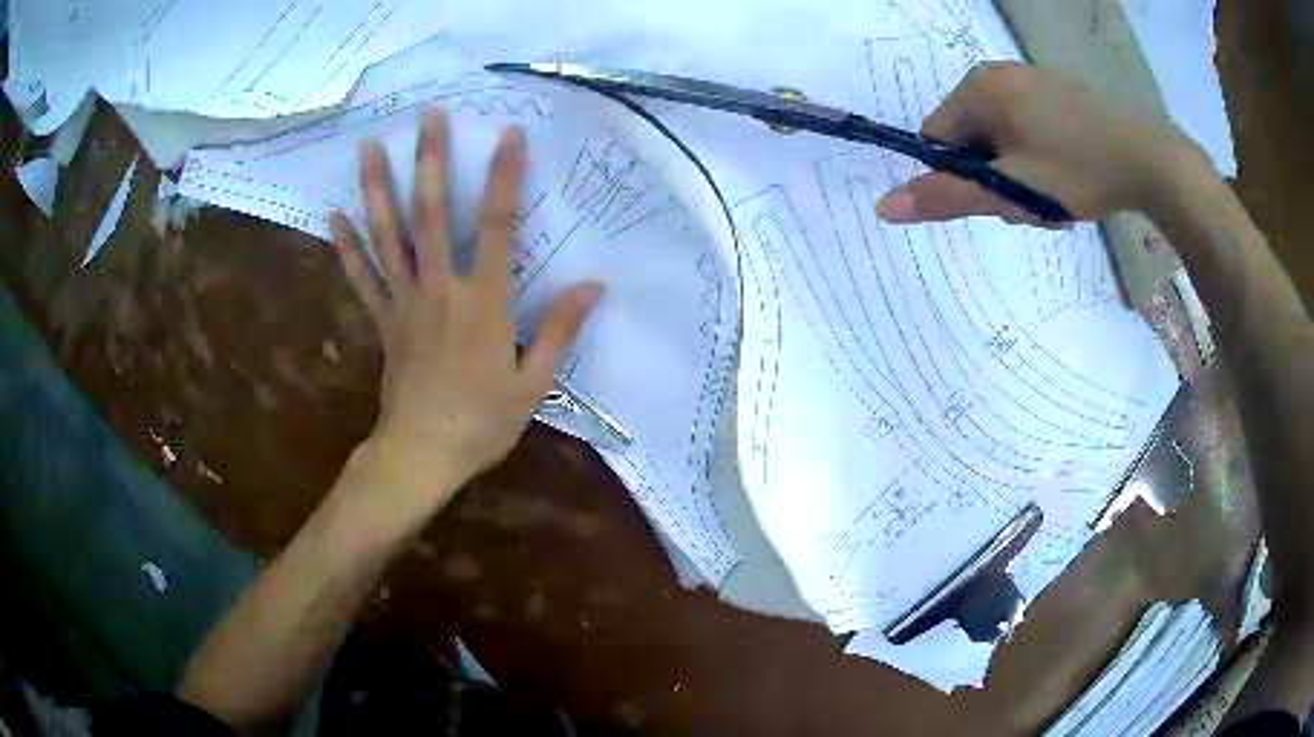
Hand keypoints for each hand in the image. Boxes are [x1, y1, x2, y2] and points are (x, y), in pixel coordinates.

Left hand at [331, 110, 603, 514]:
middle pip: (432, 214)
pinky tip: (333, 215)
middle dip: (430, 160)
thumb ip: (560, 330)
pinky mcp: (383, 320)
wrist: (422, 455)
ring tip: (368, 147)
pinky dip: (346, 246)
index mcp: (483, 302)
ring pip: (389, 236)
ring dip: (378, 188)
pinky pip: (362, 277)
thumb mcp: (533, 383)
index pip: (497, 226)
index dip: (504, 177)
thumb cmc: (482, 422)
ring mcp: (404, 302)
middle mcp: (440, 288)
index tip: (509, 134)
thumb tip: (594, 286)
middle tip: (426, 116)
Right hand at [877, 62, 1206, 224]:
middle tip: (1031, 200)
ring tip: (1053, 190)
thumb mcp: (1012, 192)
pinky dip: (1036, 153)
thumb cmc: (1076, 172)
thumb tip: (884, 207)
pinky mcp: (1054, 90)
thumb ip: (949, 197)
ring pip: (1000, 134)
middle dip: (993, 174)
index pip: (938, 137)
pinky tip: (1066, 172)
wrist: (1147, 159)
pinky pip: (1026, 124)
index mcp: (978, 89)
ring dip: (1016, 169)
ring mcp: (1029, 79)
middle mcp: (997, 73)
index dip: (961, 175)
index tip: (1000, 196)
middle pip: (970, 135)